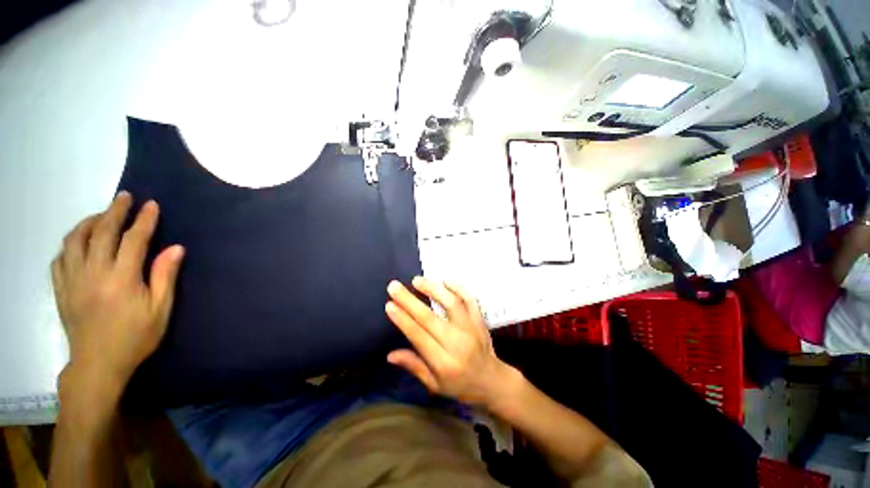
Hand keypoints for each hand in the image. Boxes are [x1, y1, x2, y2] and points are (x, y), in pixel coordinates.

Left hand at [51, 192, 184, 393]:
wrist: (98, 365)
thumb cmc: (136, 337)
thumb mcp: (160, 310)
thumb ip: (165, 276)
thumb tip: (176, 248)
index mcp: (121, 279)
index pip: (133, 240)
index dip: (144, 220)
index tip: (151, 205)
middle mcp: (94, 273)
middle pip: (102, 232)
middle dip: (114, 211)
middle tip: (124, 197)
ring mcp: (72, 280)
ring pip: (75, 240)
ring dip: (89, 223)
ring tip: (101, 216)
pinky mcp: (61, 289)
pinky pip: (60, 258)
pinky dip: (70, 244)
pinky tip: (79, 243)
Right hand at [385, 277, 515, 405]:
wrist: (493, 381)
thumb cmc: (460, 386)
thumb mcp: (434, 385)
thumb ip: (414, 366)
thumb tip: (390, 355)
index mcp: (443, 363)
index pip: (419, 336)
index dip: (403, 319)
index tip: (389, 304)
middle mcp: (457, 343)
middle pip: (430, 317)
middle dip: (409, 300)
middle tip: (394, 286)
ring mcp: (471, 328)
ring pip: (451, 303)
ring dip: (433, 289)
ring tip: (417, 280)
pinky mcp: (479, 320)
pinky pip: (470, 299)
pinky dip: (458, 287)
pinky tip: (445, 280)